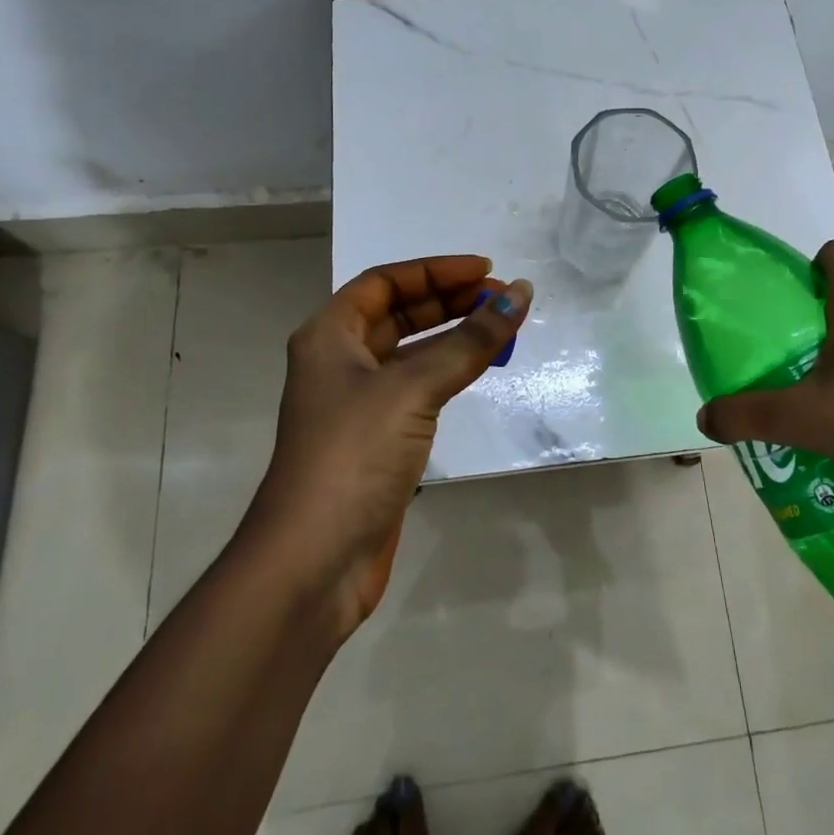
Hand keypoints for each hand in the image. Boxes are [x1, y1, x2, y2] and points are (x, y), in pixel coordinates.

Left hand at [245, 257, 531, 638]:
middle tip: (503, 299)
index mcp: (329, 336)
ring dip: (454, 336)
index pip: (385, 282)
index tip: (486, 271)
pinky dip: (449, 372)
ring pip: (412, 351)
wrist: (313, 563)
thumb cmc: (353, 456)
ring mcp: (359, 403)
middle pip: (399, 313)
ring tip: (502, 327)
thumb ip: (470, 342)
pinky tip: (479, 370)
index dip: (436, 271)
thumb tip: (520, 294)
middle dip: (450, 300)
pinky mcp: (378, 438)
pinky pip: (419, 387)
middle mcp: (339, 361)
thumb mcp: (413, 389)